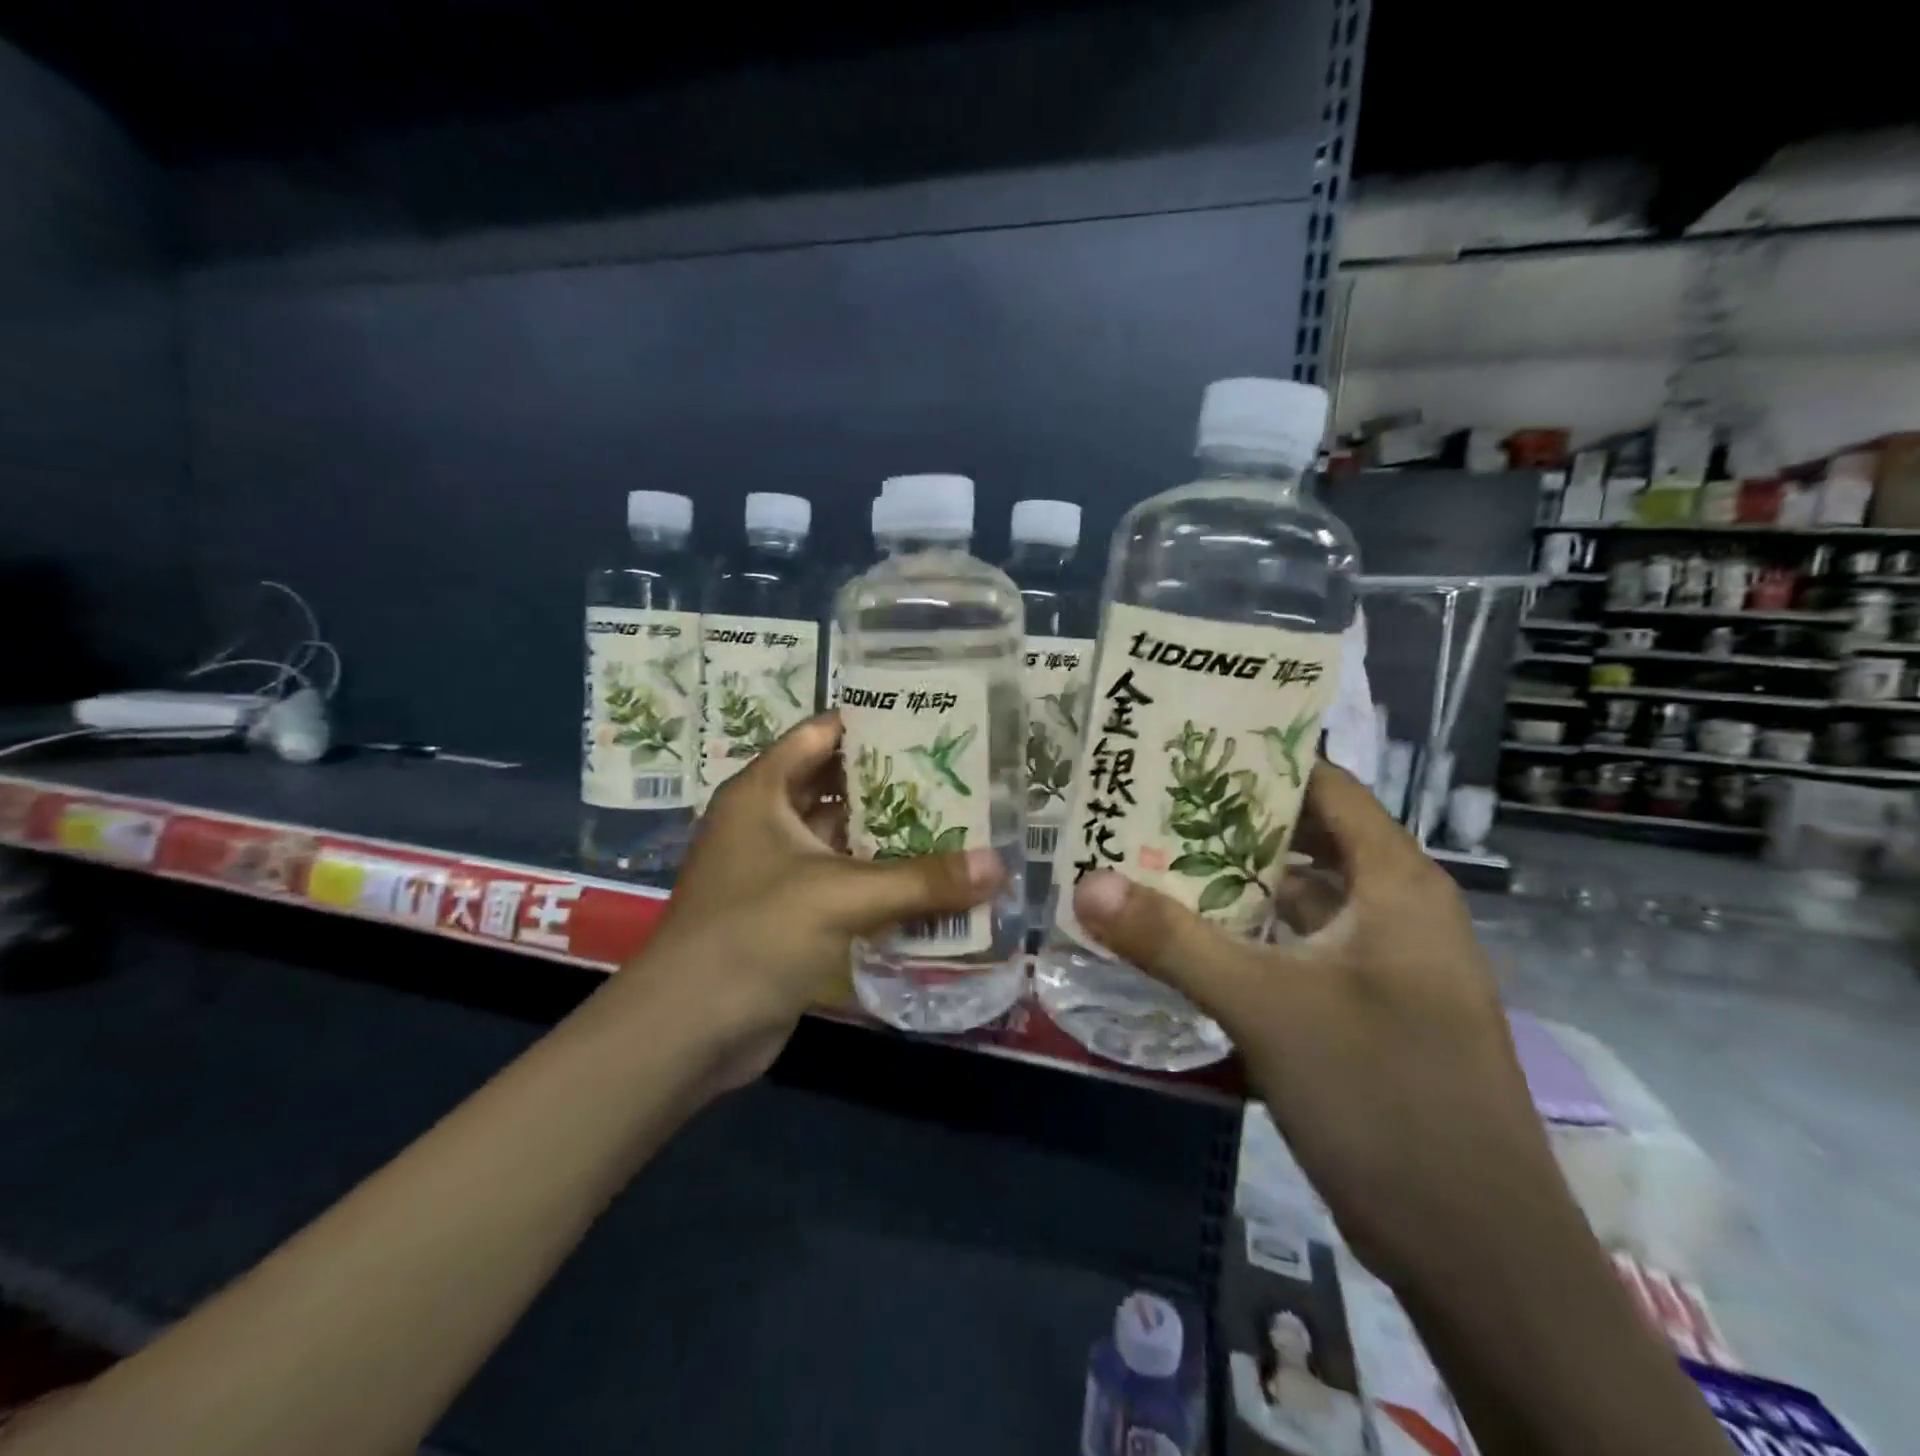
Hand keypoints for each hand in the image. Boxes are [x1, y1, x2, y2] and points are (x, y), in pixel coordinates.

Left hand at [630, 713, 1004, 1091]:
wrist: (689, 1030)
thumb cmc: (753, 935)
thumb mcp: (839, 897)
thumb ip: (921, 880)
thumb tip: (999, 865)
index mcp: (762, 793)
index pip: (818, 735)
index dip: (868, 722)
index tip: (927, 719)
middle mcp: (767, 823)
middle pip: (836, 786)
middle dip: (892, 782)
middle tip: (957, 774)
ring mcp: (777, 871)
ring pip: (843, 838)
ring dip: (890, 835)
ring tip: (957, 821)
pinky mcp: (790, 914)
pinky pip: (843, 883)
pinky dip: (879, 880)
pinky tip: (930, 882)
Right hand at [1071, 761, 1559, 1287]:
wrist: (1477, 1252)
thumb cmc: (1384, 1096)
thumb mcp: (1266, 1007)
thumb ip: (1171, 941)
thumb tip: (1086, 883)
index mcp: (1395, 882)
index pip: (1326, 786)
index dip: (1260, 759)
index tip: (1185, 745)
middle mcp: (1394, 910)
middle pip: (1303, 839)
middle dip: (1226, 821)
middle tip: (1146, 800)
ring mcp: (1382, 964)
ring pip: (1295, 899)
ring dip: (1229, 882)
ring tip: (1148, 858)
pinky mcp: (1365, 1010)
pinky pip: (1294, 949)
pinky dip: (1244, 937)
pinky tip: (1184, 938)